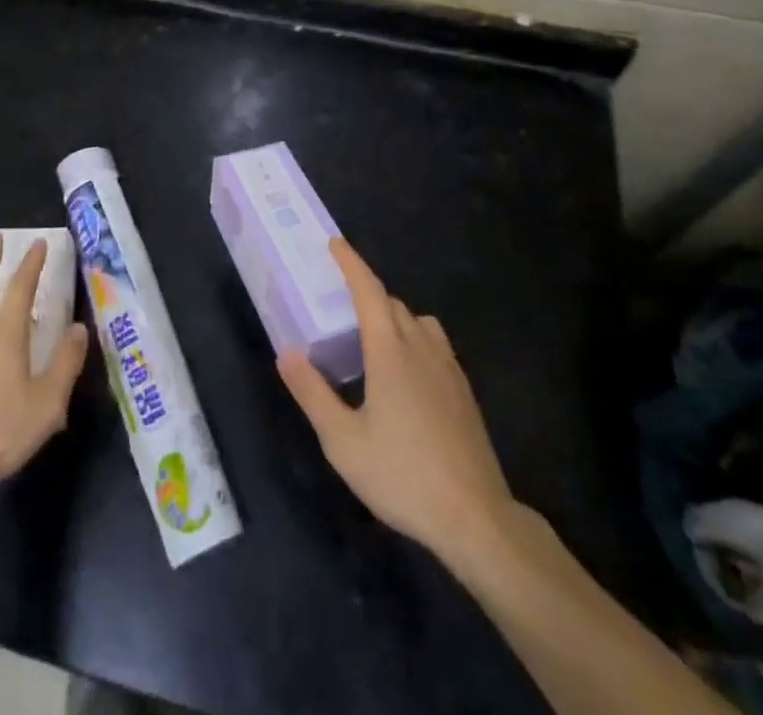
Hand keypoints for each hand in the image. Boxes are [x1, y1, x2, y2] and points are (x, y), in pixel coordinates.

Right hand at [277, 239, 516, 564]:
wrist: (475, 518)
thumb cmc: (402, 475)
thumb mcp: (342, 441)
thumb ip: (312, 392)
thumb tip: (287, 352)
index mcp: (389, 351)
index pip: (368, 291)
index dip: (351, 263)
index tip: (334, 243)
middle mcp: (421, 348)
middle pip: (392, 304)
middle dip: (366, 293)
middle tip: (340, 301)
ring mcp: (448, 369)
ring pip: (418, 322)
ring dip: (393, 316)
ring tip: (372, 337)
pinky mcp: (464, 392)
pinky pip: (435, 344)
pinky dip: (415, 338)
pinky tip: (406, 373)